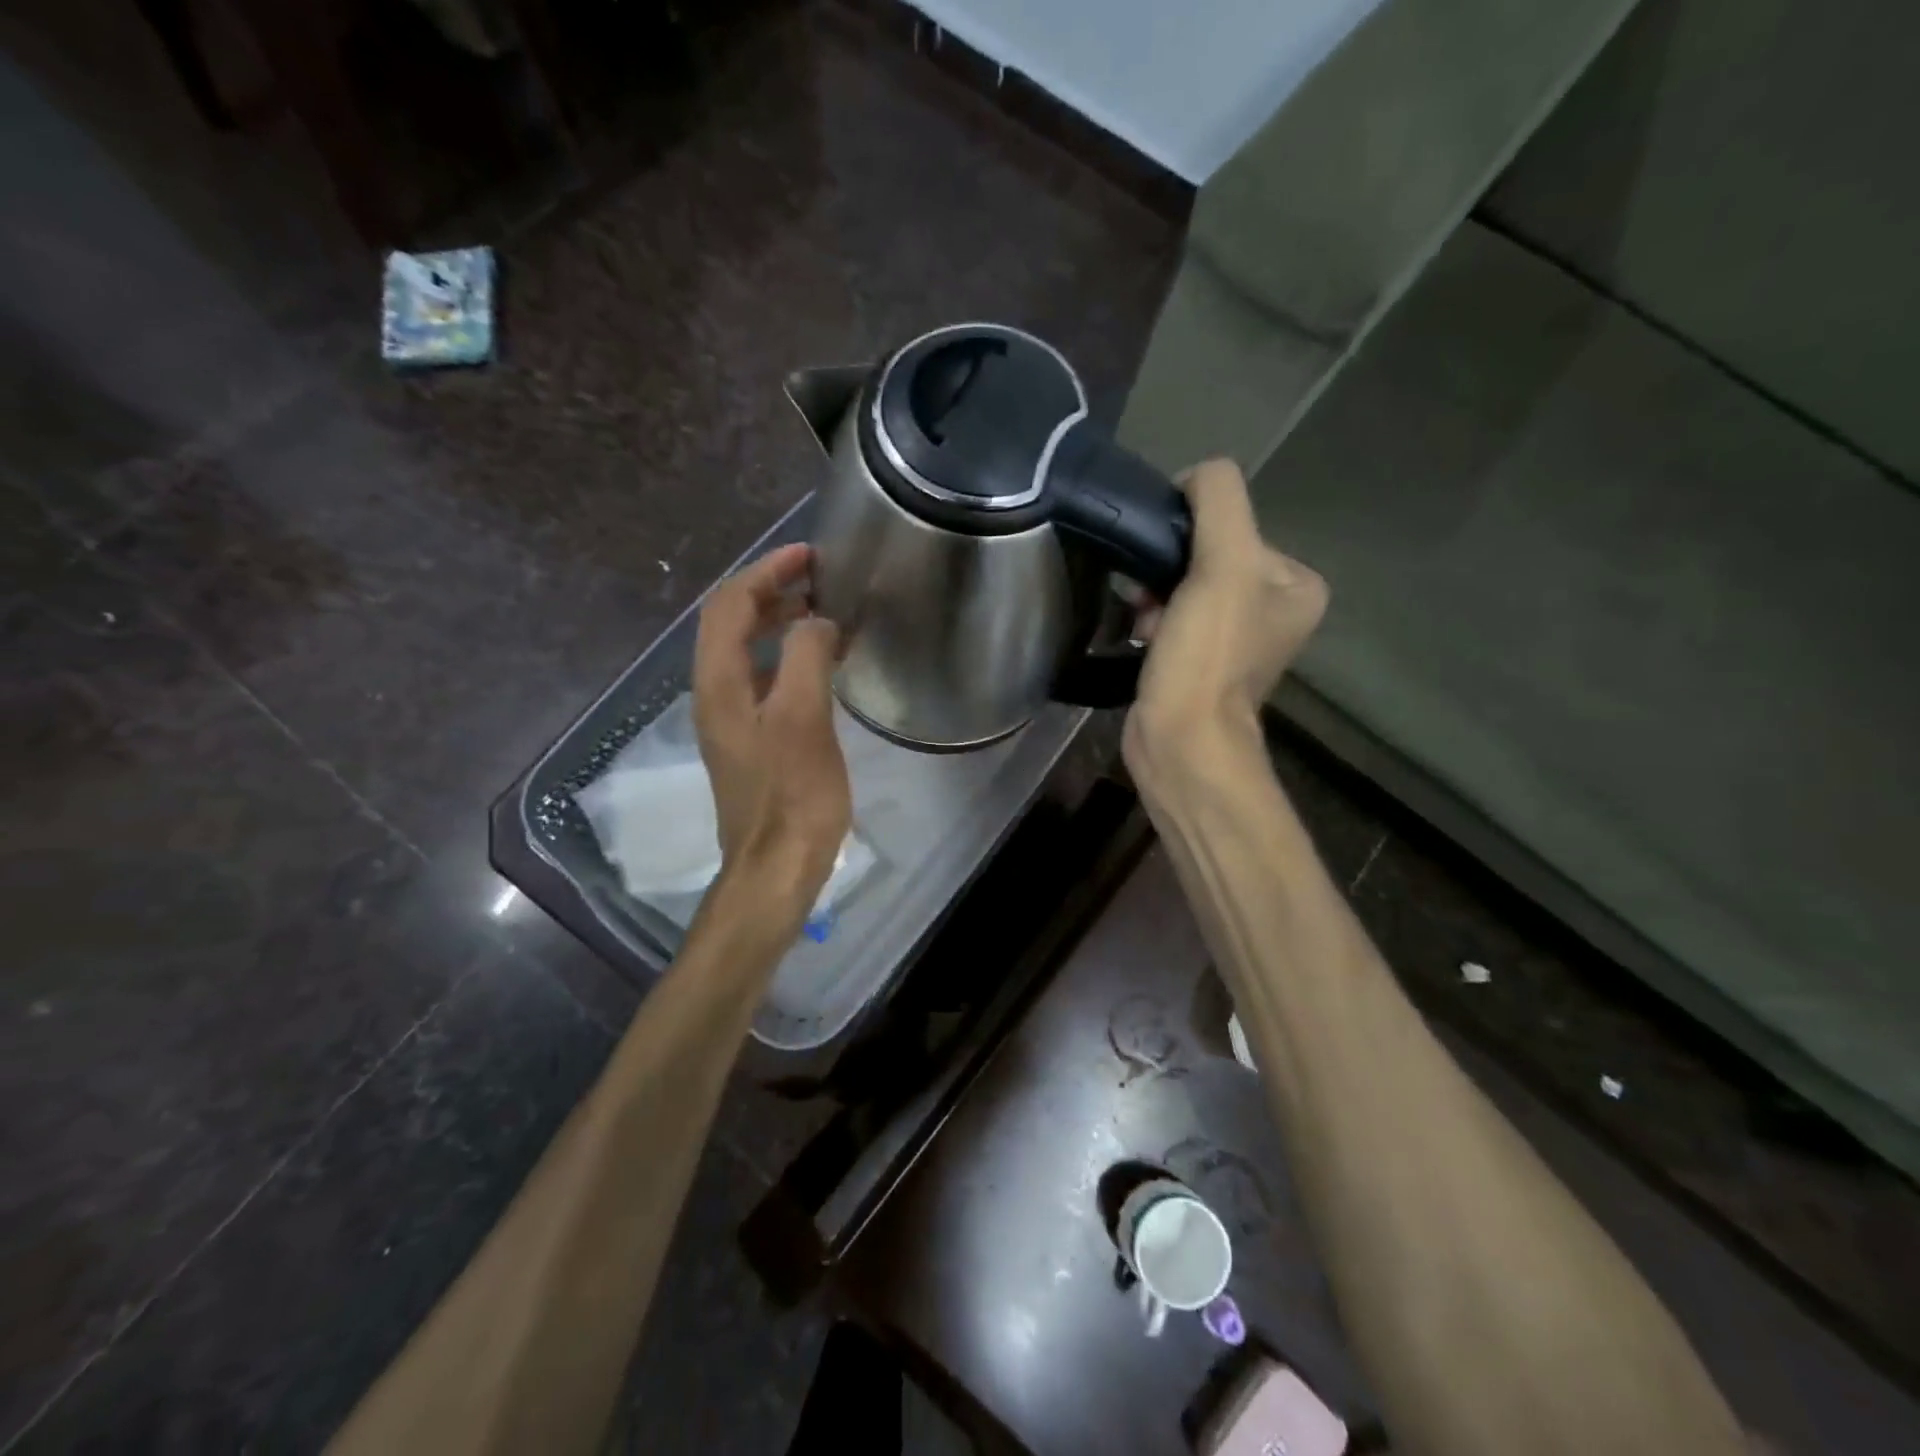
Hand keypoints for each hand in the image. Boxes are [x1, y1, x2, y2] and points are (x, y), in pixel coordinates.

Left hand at [692, 544, 851, 915]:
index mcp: (718, 682)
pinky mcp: (750, 741)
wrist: (775, 867)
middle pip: (731, 623)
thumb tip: (818, 621)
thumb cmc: (792, 794)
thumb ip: (806, 657)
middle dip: (771, 591)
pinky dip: (787, 657)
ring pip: (747, 651)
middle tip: (820, 578)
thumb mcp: (803, 718)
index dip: (765, 571)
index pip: (729, 604)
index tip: (809, 554)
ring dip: (779, 622)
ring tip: (823, 612)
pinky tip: (820, 665)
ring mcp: (730, 719)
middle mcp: (714, 693)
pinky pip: (763, 679)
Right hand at [1124, 459, 1326, 776]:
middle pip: (1208, 553)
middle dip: (1169, 568)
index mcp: (1296, 582)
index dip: (1193, 532)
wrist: (1179, 741)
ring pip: (1184, 584)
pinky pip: (1172, 615)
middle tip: (1151, 597)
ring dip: (1155, 593)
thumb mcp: (1222, 565)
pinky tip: (1139, 634)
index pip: (1235, 521)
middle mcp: (1275, 607)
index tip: (1168, 564)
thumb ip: (1217, 501)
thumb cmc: (1206, 656)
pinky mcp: (1202, 660)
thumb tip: (1193, 477)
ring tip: (1142, 619)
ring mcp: (1238, 637)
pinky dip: (1152, 618)